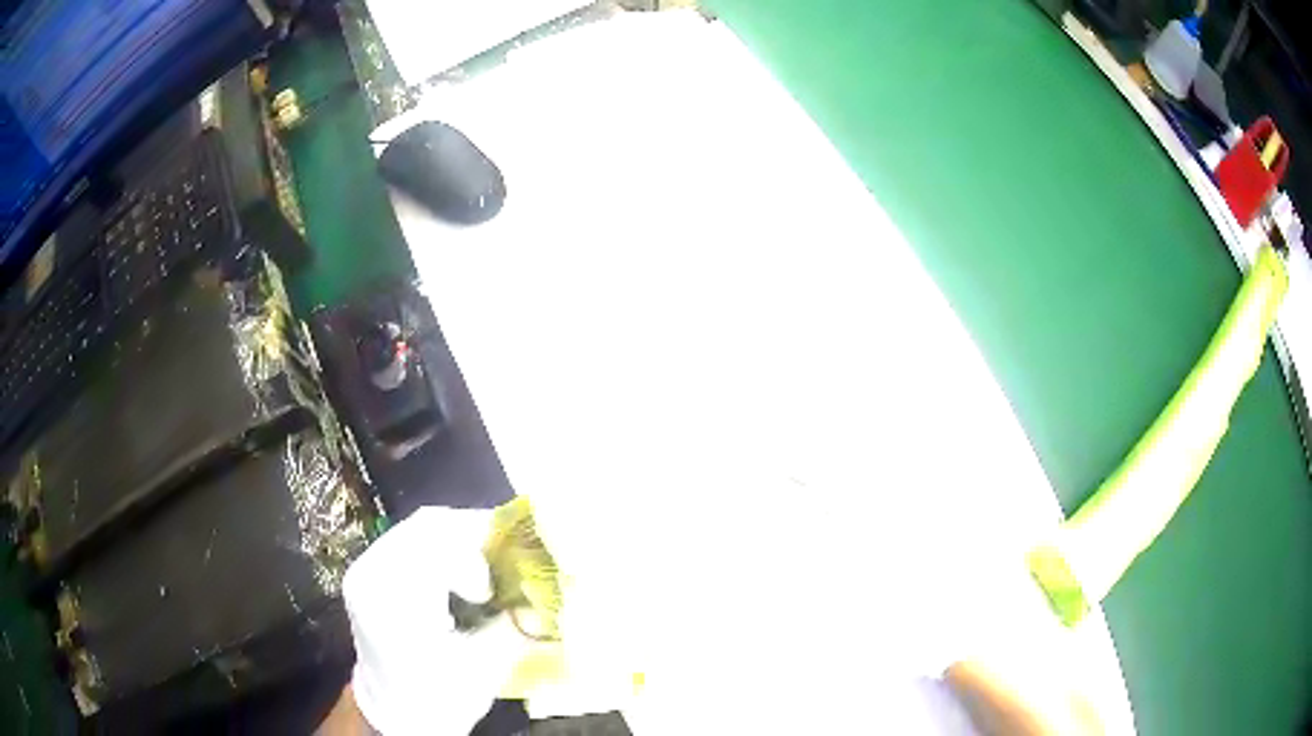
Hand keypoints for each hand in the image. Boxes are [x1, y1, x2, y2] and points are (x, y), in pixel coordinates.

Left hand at [341, 507, 530, 734]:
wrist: (396, 714)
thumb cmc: (440, 698)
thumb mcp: (486, 667)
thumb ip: (517, 623)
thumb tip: (549, 589)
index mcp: (392, 597)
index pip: (436, 541)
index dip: (480, 552)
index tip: (503, 585)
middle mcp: (371, 571)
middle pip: (429, 525)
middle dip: (476, 538)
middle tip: (508, 564)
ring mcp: (366, 567)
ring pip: (421, 528)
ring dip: (461, 541)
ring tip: (488, 570)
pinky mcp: (370, 571)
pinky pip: (411, 540)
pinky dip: (444, 548)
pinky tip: (462, 575)